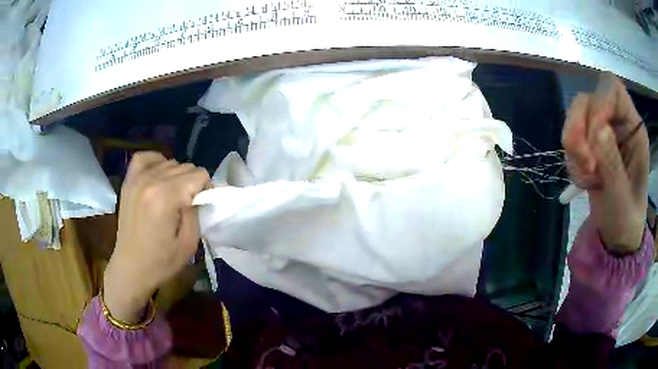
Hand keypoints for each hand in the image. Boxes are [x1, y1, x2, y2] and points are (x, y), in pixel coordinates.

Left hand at [103, 152, 208, 322]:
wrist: (131, 267)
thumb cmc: (162, 261)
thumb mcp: (190, 242)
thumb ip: (196, 211)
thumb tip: (198, 194)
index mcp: (166, 196)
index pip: (199, 175)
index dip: (205, 189)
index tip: (201, 206)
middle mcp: (151, 180)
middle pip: (185, 166)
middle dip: (192, 183)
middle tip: (188, 205)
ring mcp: (137, 178)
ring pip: (169, 162)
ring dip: (176, 176)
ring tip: (172, 196)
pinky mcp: (128, 181)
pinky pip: (144, 157)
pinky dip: (156, 162)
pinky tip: (158, 175)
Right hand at [562, 73, 648, 253]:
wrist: (616, 237)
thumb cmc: (626, 222)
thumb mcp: (622, 200)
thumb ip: (613, 165)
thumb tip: (598, 130)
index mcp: (634, 130)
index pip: (613, 89)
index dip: (599, 102)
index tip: (593, 137)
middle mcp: (618, 123)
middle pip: (589, 99)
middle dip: (580, 129)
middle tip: (584, 163)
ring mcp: (604, 133)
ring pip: (576, 116)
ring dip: (574, 146)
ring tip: (583, 176)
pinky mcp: (591, 145)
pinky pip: (571, 138)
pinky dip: (571, 159)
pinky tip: (581, 179)